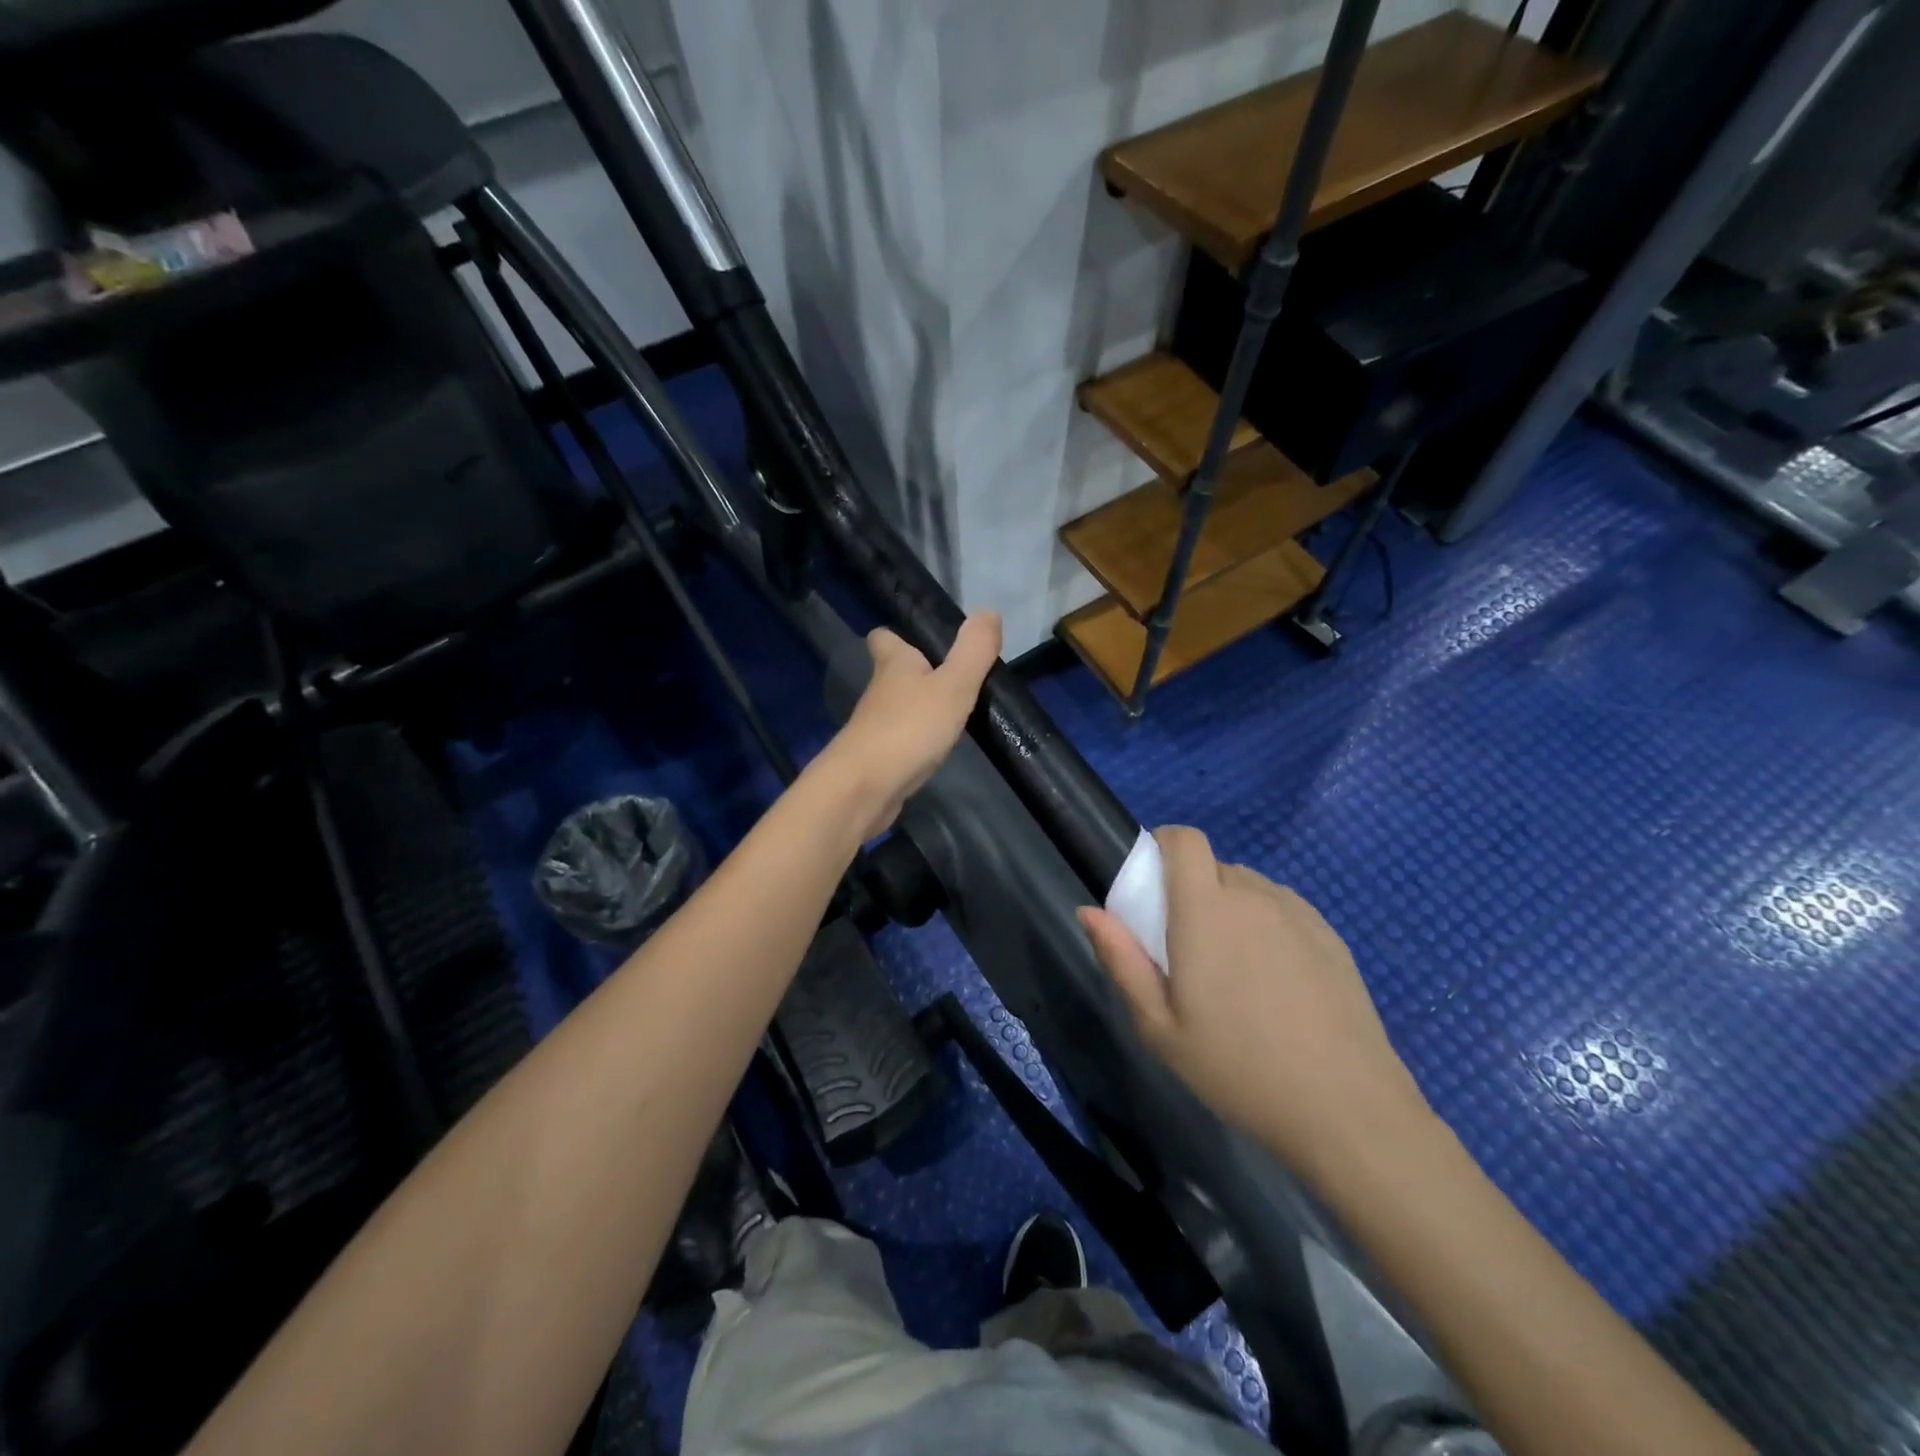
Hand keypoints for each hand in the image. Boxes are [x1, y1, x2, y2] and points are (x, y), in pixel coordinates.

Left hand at [820, 611, 1001, 839]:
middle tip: (953, 679)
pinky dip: (915, 741)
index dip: (898, 637)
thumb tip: (988, 612)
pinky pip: (899, 741)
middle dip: (916, 674)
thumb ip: (973, 651)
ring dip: (918, 709)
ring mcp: (875, 727)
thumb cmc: (909, 728)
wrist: (864, 788)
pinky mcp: (877, 759)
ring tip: (952, 715)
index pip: (884, 638)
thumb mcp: (953, 686)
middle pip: (893, 674)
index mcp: (894, 665)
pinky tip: (936, 749)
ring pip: (896, 709)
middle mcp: (879, 692)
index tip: (922, 641)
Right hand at [1079, 826, 1432, 1184]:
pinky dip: (1266, 926)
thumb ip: (1121, 960)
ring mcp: (1297, 914)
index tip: (1151, 879)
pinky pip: (1283, 910)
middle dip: (1192, 891)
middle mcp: (1252, 896)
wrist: (1346, 1108)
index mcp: (1205, 909)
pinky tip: (1275, 984)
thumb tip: (1088, 911)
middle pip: (1213, 867)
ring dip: (1230, 909)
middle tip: (1187, 948)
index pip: (1184, 840)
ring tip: (1233, 971)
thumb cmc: (1237, 1067)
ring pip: (1249, 888)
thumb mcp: (1159, 1027)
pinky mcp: (1330, 936)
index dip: (1163, 844)